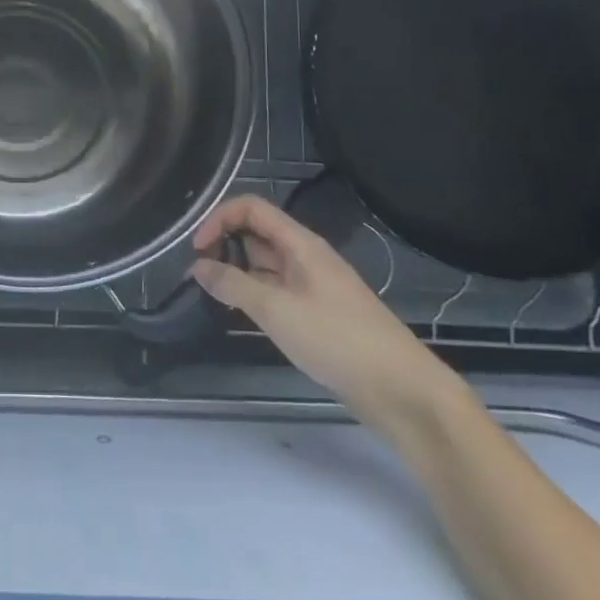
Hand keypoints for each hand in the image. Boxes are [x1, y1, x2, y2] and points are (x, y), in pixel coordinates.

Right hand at [191, 195, 464, 434]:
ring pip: (265, 264)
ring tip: (214, 294)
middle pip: (257, 233)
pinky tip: (242, 315)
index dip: (219, 219)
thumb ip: (233, 285)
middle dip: (225, 244)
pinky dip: (254, 294)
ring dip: (237, 271)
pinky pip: (276, 290)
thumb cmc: (338, 340)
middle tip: (201, 273)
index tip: (197, 249)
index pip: (251, 208)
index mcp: (300, 244)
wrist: (402, 391)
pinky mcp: (317, 313)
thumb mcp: (276, 310)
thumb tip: (197, 267)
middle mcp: (305, 257)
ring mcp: (312, 285)